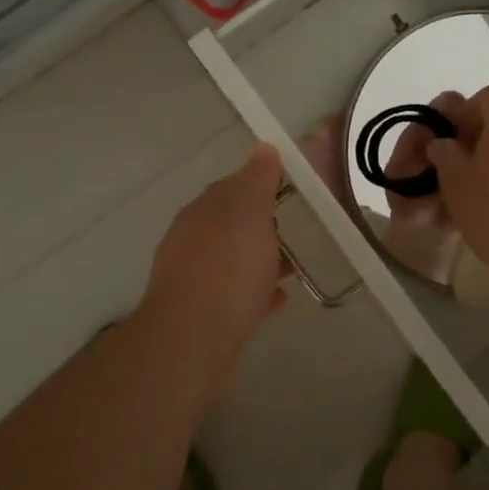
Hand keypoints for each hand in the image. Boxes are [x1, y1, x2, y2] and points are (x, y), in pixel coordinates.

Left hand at [135, 144, 286, 393]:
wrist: (193, 341)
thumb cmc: (227, 268)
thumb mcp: (250, 212)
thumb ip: (258, 179)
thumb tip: (264, 148)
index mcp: (202, 210)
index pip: (233, 186)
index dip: (262, 185)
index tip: (291, 191)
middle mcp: (192, 239)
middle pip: (232, 224)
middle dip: (262, 224)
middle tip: (295, 230)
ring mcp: (194, 278)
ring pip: (233, 260)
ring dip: (260, 259)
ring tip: (292, 268)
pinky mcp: (203, 314)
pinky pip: (235, 294)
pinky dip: (256, 291)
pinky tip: (276, 300)